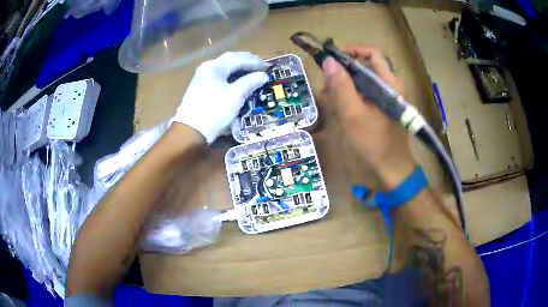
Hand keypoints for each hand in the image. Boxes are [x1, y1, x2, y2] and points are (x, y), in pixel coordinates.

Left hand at [172, 52, 268, 142]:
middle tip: (261, 66)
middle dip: (246, 61)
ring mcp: (202, 76)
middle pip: (230, 59)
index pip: (238, 58)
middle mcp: (207, 67)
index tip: (268, 67)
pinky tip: (237, 79)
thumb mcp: (236, 96)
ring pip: (224, 67)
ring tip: (251, 71)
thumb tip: (263, 75)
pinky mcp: (200, 86)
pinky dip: (230, 75)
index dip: (254, 62)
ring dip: (238, 67)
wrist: (191, 130)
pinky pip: (219, 75)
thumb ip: (250, 82)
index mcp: (215, 66)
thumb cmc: (215, 110)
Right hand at [322, 45, 416, 189]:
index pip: (372, 53)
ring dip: (344, 85)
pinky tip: (339, 108)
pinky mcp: (381, 108)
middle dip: (343, 72)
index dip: (352, 51)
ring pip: (362, 81)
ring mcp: (386, 98)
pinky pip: (364, 95)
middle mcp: (390, 86)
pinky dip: (350, 97)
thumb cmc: (374, 143)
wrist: (392, 170)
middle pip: (365, 66)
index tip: (333, 60)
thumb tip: (329, 61)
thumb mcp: (353, 115)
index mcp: (389, 83)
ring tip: (328, 98)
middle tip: (326, 85)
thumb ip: (341, 87)